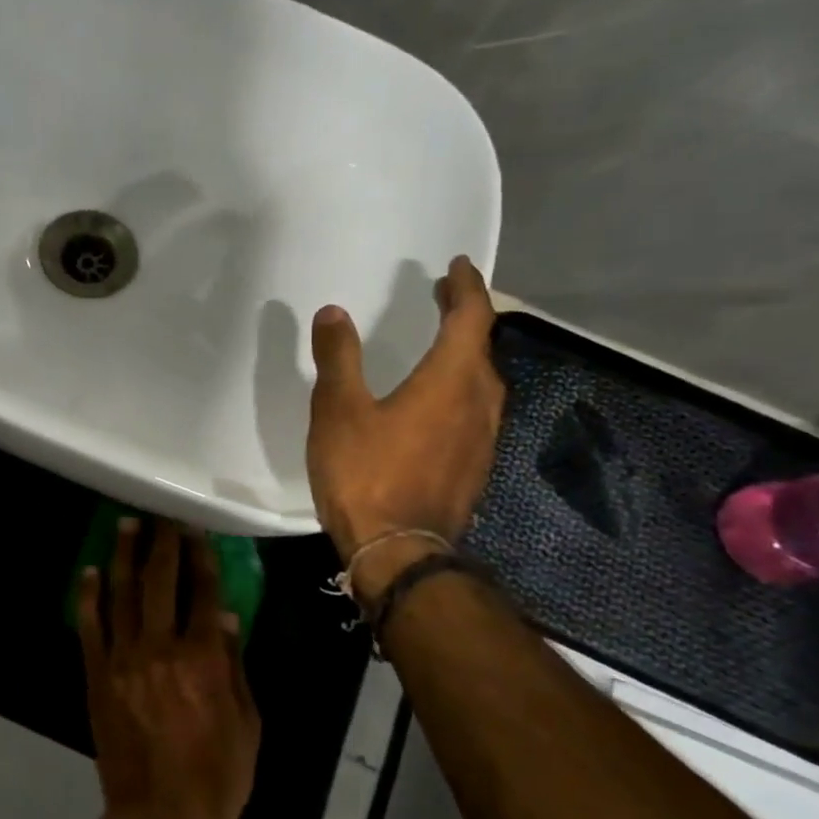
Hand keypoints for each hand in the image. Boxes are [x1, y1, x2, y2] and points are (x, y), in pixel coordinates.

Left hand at [76, 520, 260, 818]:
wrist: (160, 818)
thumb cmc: (217, 776)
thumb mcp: (247, 723)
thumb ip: (235, 665)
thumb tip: (226, 617)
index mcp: (203, 657)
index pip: (203, 593)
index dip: (201, 557)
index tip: (196, 530)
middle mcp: (161, 647)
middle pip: (160, 582)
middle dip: (162, 543)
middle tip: (161, 517)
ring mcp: (124, 659)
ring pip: (121, 594)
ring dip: (124, 555)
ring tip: (125, 525)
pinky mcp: (98, 676)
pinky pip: (90, 627)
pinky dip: (89, 596)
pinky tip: (90, 571)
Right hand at [306, 256, 503, 577]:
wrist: (397, 551)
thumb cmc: (366, 473)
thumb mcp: (338, 410)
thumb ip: (338, 358)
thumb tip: (334, 313)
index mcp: (451, 380)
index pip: (471, 318)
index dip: (465, 288)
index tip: (456, 267)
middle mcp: (479, 403)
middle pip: (483, 347)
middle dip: (466, 319)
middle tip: (443, 300)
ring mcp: (482, 440)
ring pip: (484, 383)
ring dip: (466, 356)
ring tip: (441, 346)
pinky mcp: (474, 468)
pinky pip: (476, 412)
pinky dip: (461, 391)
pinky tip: (437, 404)